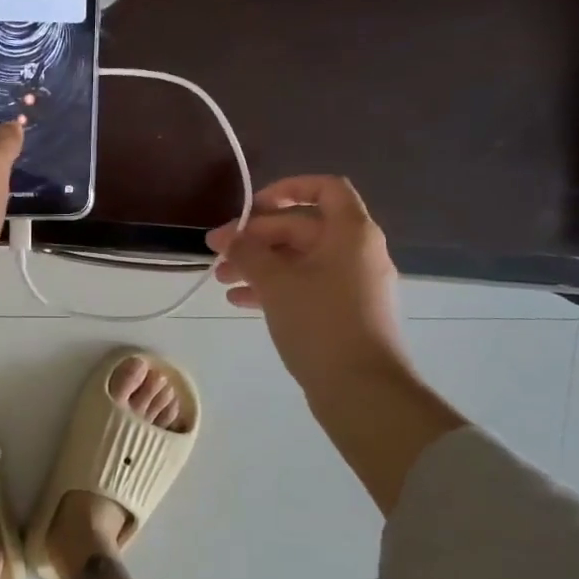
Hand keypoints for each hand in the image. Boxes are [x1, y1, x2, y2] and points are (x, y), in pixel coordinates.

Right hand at [206, 176, 403, 395]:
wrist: (362, 390)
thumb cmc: (320, 323)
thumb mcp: (275, 282)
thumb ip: (248, 252)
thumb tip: (230, 237)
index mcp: (351, 233)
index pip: (325, 188)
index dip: (287, 189)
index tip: (252, 207)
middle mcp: (357, 252)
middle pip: (303, 227)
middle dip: (257, 236)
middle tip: (217, 250)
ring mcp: (352, 284)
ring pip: (300, 259)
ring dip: (259, 263)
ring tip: (221, 278)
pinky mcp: (344, 312)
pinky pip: (305, 285)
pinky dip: (274, 287)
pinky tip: (239, 300)